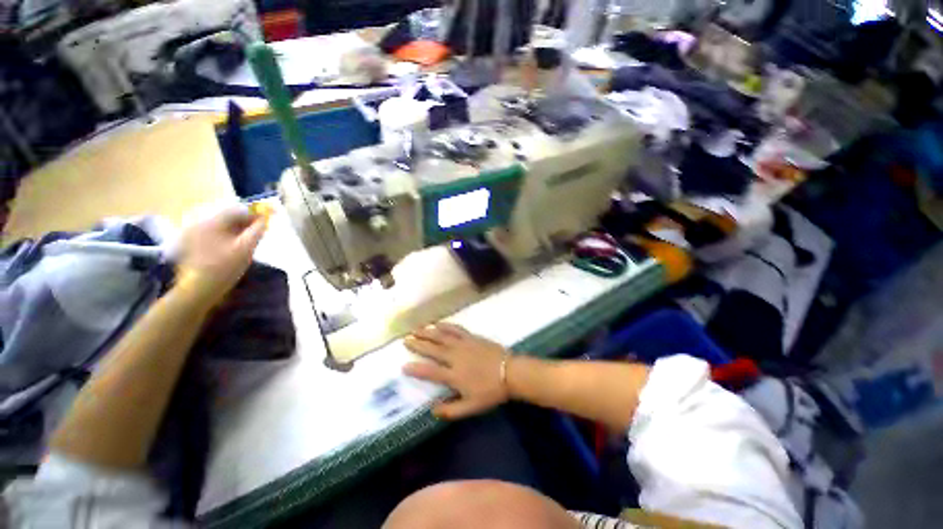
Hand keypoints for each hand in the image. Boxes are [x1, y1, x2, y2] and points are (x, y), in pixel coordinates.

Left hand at [175, 205, 267, 304]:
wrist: (200, 287)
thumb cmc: (226, 267)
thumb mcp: (247, 247)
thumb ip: (258, 230)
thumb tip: (266, 217)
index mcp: (213, 221)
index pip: (238, 209)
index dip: (255, 213)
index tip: (269, 218)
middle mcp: (200, 221)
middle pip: (228, 215)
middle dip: (246, 221)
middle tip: (260, 230)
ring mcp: (194, 231)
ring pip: (221, 224)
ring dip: (237, 228)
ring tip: (249, 238)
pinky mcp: (192, 241)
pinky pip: (214, 231)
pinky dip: (227, 234)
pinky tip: (234, 244)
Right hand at [403, 323, 509, 419]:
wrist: (510, 372)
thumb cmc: (491, 391)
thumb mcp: (471, 407)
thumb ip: (451, 410)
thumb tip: (433, 411)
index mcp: (454, 375)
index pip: (430, 372)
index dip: (416, 369)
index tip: (404, 366)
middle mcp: (455, 357)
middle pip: (433, 350)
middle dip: (418, 344)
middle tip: (405, 339)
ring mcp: (463, 344)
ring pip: (442, 336)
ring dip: (428, 332)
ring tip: (416, 329)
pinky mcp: (471, 337)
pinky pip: (456, 329)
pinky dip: (446, 325)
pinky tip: (438, 323)